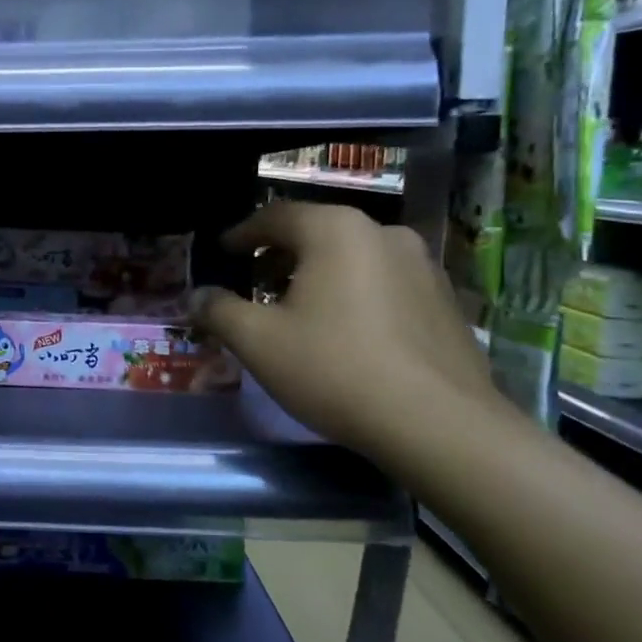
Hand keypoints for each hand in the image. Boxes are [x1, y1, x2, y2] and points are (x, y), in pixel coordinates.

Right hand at [189, 201, 502, 461]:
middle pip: (317, 233)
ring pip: (353, 258)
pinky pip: (383, 283)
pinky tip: (343, 332)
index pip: (275, 216)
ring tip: (296, 309)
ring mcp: (422, 266)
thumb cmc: (334, 368)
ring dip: (318, 275)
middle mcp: (383, 233)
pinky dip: (353, 294)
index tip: (223, 251)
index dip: (242, 234)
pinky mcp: (445, 301)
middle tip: (254, 283)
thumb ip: (218, 310)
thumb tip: (196, 296)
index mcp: (335, 230)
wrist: (439, 425)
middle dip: (280, 255)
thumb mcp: (257, 341)